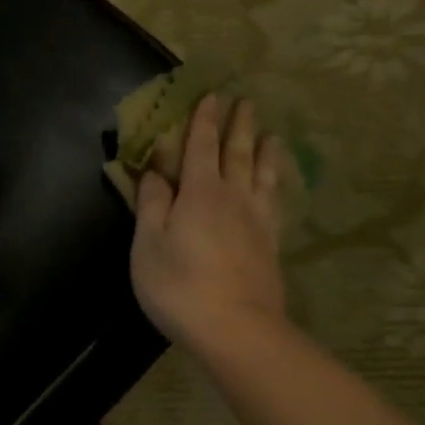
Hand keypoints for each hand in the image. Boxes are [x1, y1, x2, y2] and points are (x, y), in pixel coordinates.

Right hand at [130, 94, 287, 351]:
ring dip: (265, 150)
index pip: (201, 147)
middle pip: (238, 153)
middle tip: (245, 101)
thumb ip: (151, 205)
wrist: (236, 328)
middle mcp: (233, 198)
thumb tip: (154, 172)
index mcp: (199, 193)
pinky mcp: (271, 245)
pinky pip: (275, 202)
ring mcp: (257, 221)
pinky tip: (276, 186)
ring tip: (270, 134)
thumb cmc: (179, 286)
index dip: (204, 121)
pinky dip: (276, 184)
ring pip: (263, 174)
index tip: (211, 95)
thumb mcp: (148, 246)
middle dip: (239, 125)